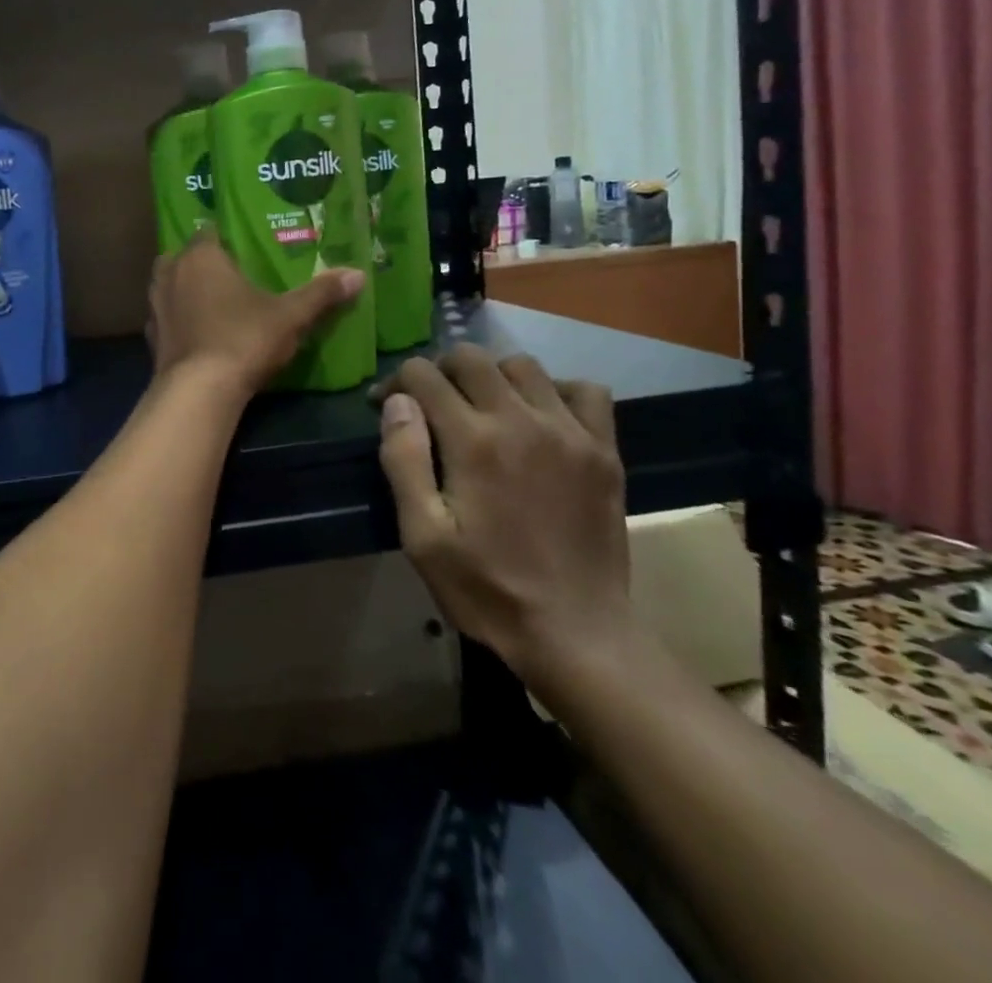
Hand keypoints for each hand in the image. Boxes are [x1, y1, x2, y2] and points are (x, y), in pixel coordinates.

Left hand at [146, 235, 364, 400]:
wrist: (198, 392)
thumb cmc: (243, 339)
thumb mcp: (290, 316)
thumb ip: (321, 294)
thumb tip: (358, 274)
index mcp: (201, 256)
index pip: (209, 232)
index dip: (226, 238)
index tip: (246, 248)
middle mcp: (170, 272)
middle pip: (186, 258)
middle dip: (204, 264)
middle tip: (233, 275)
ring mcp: (155, 305)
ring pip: (171, 286)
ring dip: (188, 291)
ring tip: (216, 303)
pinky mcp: (151, 336)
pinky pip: (168, 318)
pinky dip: (181, 321)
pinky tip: (200, 333)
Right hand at [374, 347, 628, 678]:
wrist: (577, 634)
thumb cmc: (486, 588)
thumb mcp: (422, 536)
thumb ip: (403, 460)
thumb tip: (397, 401)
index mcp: (472, 441)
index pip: (424, 375)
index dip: (397, 383)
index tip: (387, 406)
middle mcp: (521, 420)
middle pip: (471, 357)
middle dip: (439, 370)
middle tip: (430, 403)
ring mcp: (570, 432)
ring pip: (523, 366)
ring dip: (492, 375)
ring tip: (482, 407)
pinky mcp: (604, 450)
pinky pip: (584, 390)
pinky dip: (556, 391)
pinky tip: (540, 417)